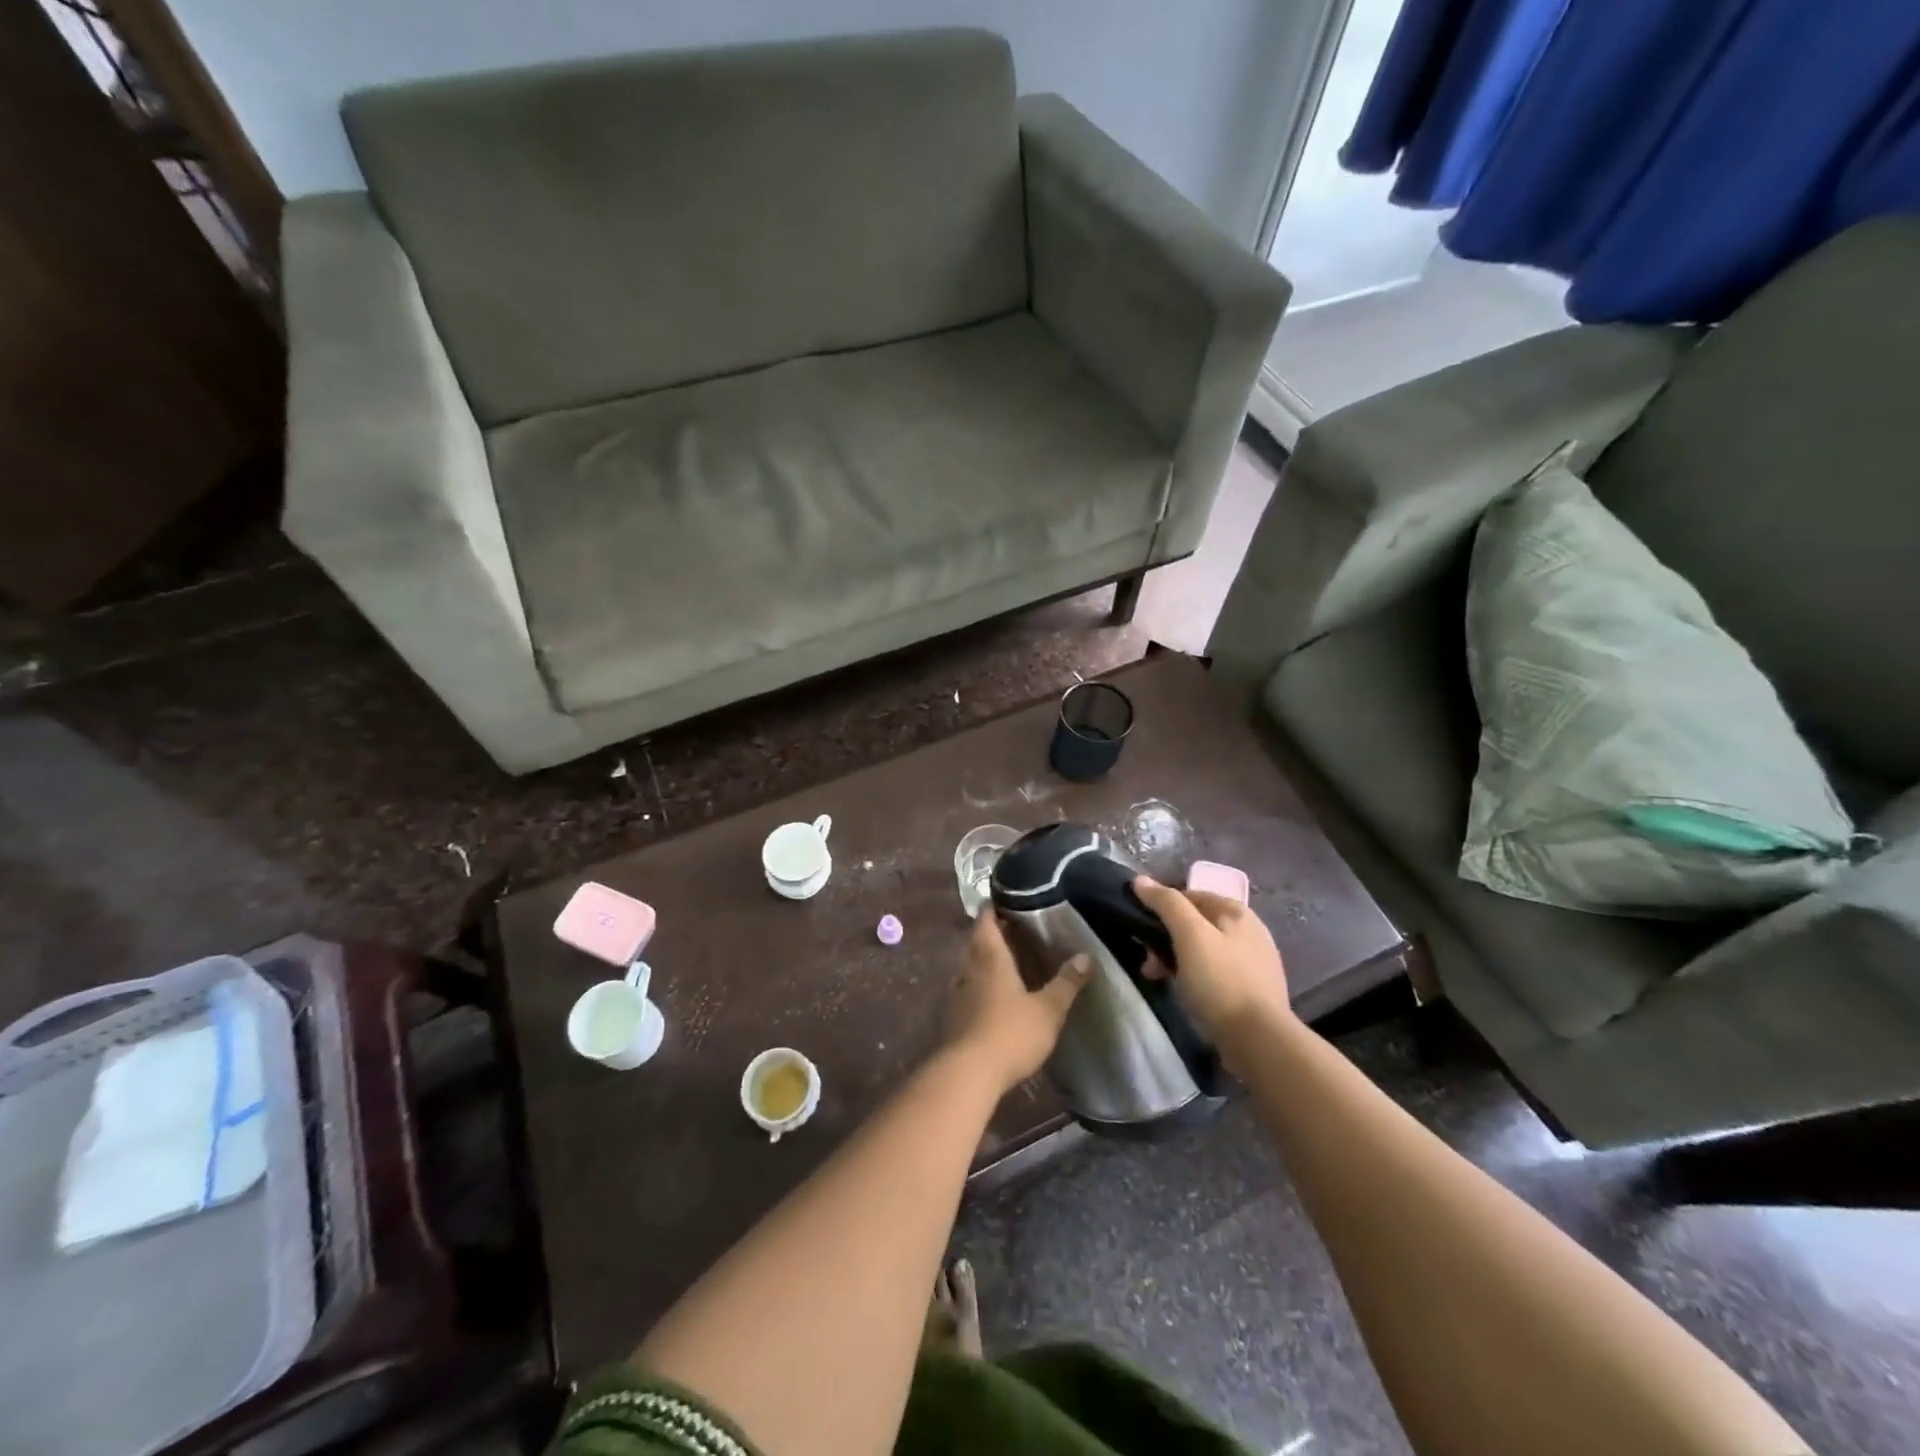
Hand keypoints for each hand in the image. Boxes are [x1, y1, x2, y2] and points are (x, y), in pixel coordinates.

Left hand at [943, 911, 1090, 1095]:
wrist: (969, 1073)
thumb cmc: (1010, 1032)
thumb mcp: (1048, 1009)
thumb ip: (1066, 982)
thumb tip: (1087, 956)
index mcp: (989, 955)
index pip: (986, 917)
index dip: (995, 905)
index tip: (1012, 899)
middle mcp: (968, 966)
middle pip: (978, 938)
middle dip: (995, 931)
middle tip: (1021, 928)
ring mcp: (958, 990)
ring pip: (971, 962)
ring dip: (987, 957)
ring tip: (1013, 958)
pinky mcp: (954, 1013)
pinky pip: (968, 985)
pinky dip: (982, 981)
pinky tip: (998, 992)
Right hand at [1133, 877, 1292, 1045]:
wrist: (1259, 1041)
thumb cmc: (1221, 982)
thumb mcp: (1190, 936)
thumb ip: (1166, 904)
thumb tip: (1140, 880)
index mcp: (1237, 911)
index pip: (1189, 895)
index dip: (1161, 907)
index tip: (1140, 930)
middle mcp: (1249, 930)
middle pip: (1196, 923)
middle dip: (1166, 938)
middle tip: (1148, 962)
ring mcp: (1254, 962)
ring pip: (1203, 950)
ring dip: (1176, 959)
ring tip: (1159, 979)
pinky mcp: (1252, 990)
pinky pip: (1214, 972)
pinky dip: (1195, 977)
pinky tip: (1186, 993)